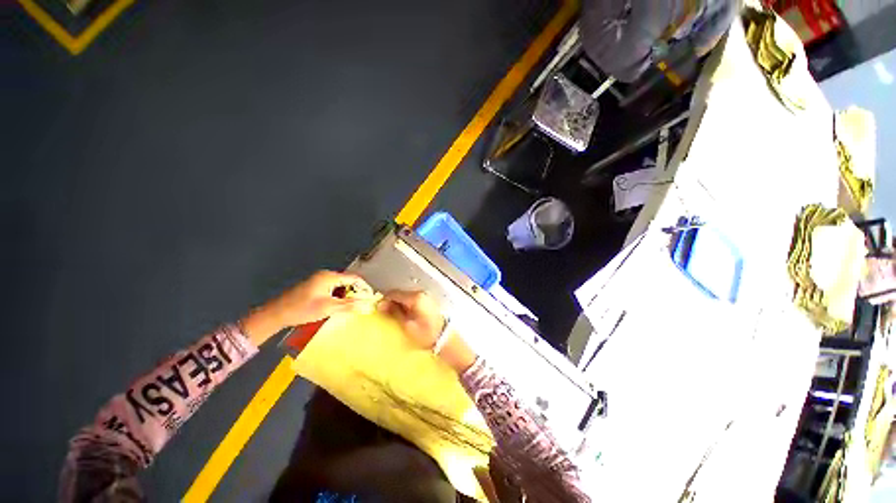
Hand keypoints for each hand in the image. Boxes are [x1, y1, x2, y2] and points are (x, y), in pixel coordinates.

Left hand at [242, 271, 373, 345]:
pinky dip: (338, 297)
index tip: (371, 297)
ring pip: (340, 286)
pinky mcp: (314, 287)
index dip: (364, 287)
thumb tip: (367, 304)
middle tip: (361, 304)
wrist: (277, 314)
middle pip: (347, 281)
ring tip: (351, 307)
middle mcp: (325, 275)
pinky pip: (332, 289)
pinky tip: (337, 306)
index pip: (354, 278)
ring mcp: (318, 281)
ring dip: (346, 296)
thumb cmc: (303, 309)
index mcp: (329, 276)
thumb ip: (349, 305)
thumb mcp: (329, 308)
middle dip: (355, 292)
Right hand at [378, 290, 445, 348]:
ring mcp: (425, 297)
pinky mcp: (428, 302)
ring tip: (394, 316)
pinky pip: (412, 300)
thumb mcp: (407, 325)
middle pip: (400, 294)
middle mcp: (420, 293)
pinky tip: (404, 316)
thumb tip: (381, 304)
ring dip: (398, 304)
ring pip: (406, 297)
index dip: (384, 300)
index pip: (394, 293)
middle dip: (391, 302)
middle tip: (385, 314)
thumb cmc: (425, 334)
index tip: (378, 310)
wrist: (444, 339)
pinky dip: (406, 306)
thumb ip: (394, 312)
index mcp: (415, 297)